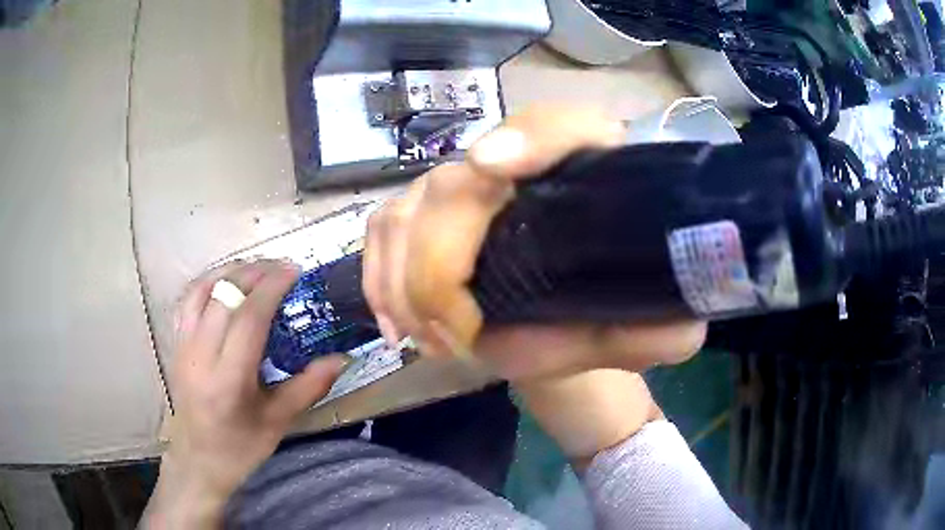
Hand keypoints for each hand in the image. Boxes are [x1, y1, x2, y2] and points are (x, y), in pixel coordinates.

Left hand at [143, 260, 347, 528]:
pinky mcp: (176, 343)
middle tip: (281, 268)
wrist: (197, 460)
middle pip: (223, 295)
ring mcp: (183, 346)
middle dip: (254, 272)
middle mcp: (200, 356)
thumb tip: (342, 358)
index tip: (294, 271)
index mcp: (228, 380)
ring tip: (255, 269)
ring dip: (229, 272)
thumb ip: (309, 387)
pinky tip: (225, 283)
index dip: (271, 288)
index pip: (248, 318)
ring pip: (201, 290)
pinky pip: (188, 300)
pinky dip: (208, 282)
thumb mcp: (278, 422)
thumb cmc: (240, 447)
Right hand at [362, 105, 705, 381]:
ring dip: (403, 281)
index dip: (528, 136)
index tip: (494, 165)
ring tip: (429, 340)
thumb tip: (680, 325)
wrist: (564, 316)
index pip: (562, 126)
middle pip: (457, 183)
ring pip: (407, 209)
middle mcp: (519, 165)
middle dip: (438, 266)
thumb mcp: (639, 330)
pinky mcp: (427, 211)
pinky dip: (377, 276)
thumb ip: (661, 329)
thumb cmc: (602, 312)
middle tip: (455, 337)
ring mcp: (464, 185)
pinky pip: (381, 228)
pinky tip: (396, 324)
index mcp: (585, 170)